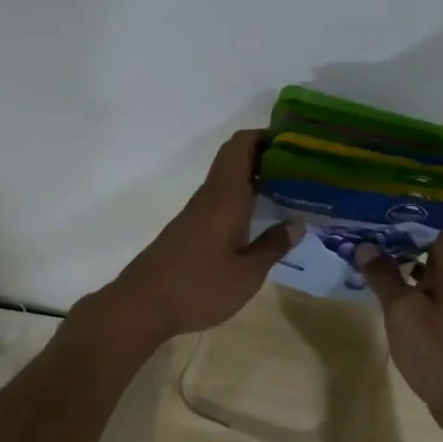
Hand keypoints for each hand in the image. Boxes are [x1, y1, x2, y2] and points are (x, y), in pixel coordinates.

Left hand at [98, 129, 292, 344]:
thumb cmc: (198, 287)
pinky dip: (241, 197)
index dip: (265, 135)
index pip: (240, 146)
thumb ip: (273, 246)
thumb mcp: (246, 275)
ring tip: (287, 189)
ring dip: (254, 177)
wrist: (142, 305)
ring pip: (226, 179)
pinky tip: (258, 217)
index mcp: (225, 197)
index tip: (294, 142)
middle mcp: (209, 196)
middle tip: (300, 167)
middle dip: (265, 155)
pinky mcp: (188, 228)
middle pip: (234, 158)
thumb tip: (297, 223)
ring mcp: (195, 212)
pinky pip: (219, 199)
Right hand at [353, 191, 442, 432]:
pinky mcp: (442, 305)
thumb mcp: (404, 313)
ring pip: (425, 244)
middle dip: (402, 202)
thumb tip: (363, 244)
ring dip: (397, 232)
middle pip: (435, 218)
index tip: (396, 163)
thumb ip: (383, 275)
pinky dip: (398, 261)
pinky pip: (420, 269)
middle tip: (363, 190)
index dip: (430, 177)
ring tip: (360, 219)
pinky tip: (370, 262)